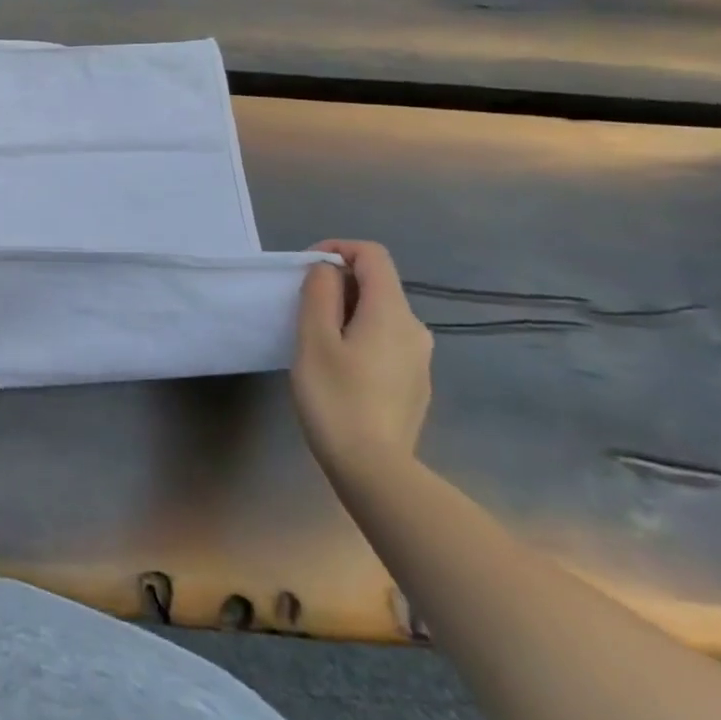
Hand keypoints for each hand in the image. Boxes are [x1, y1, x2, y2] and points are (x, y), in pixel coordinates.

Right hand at [291, 239, 432, 483]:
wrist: (376, 470)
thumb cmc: (336, 397)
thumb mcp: (313, 339)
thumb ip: (319, 293)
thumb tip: (326, 269)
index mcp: (391, 312)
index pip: (372, 255)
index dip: (337, 249)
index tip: (305, 268)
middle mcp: (415, 328)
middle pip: (377, 284)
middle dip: (337, 283)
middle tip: (301, 307)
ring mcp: (419, 359)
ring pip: (380, 314)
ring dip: (346, 311)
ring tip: (314, 339)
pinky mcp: (415, 383)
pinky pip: (385, 341)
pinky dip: (359, 336)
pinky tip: (338, 368)